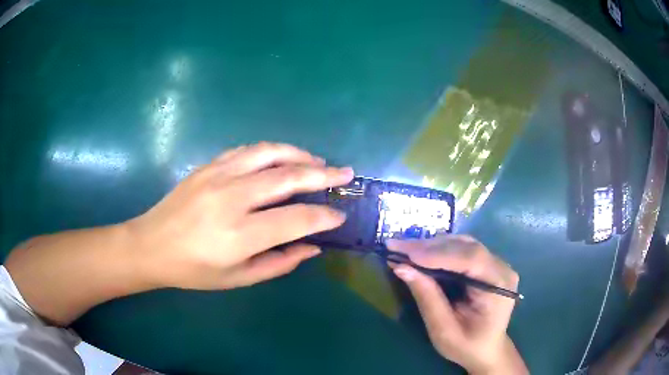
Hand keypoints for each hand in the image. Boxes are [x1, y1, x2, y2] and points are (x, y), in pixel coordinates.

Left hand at [127, 142, 353, 289]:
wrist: (151, 245)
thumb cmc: (194, 270)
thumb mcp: (238, 279)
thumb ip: (279, 263)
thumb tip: (312, 246)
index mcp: (239, 235)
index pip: (295, 219)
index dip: (322, 217)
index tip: (339, 216)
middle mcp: (231, 199)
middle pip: (287, 177)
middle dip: (322, 174)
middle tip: (345, 172)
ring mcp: (217, 176)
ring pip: (268, 153)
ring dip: (299, 154)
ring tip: (317, 161)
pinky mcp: (208, 166)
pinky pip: (246, 150)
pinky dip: (271, 151)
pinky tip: (281, 158)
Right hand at [387, 236, 527, 374]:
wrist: (486, 350)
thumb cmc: (467, 346)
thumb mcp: (444, 330)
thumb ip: (427, 298)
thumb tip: (401, 268)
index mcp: (499, 285)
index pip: (471, 259)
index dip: (437, 254)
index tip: (405, 253)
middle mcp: (502, 267)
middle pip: (466, 247)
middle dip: (429, 247)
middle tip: (396, 246)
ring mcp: (495, 263)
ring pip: (462, 244)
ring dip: (432, 246)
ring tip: (404, 249)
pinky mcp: (486, 264)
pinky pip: (462, 250)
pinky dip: (439, 250)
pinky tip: (421, 254)